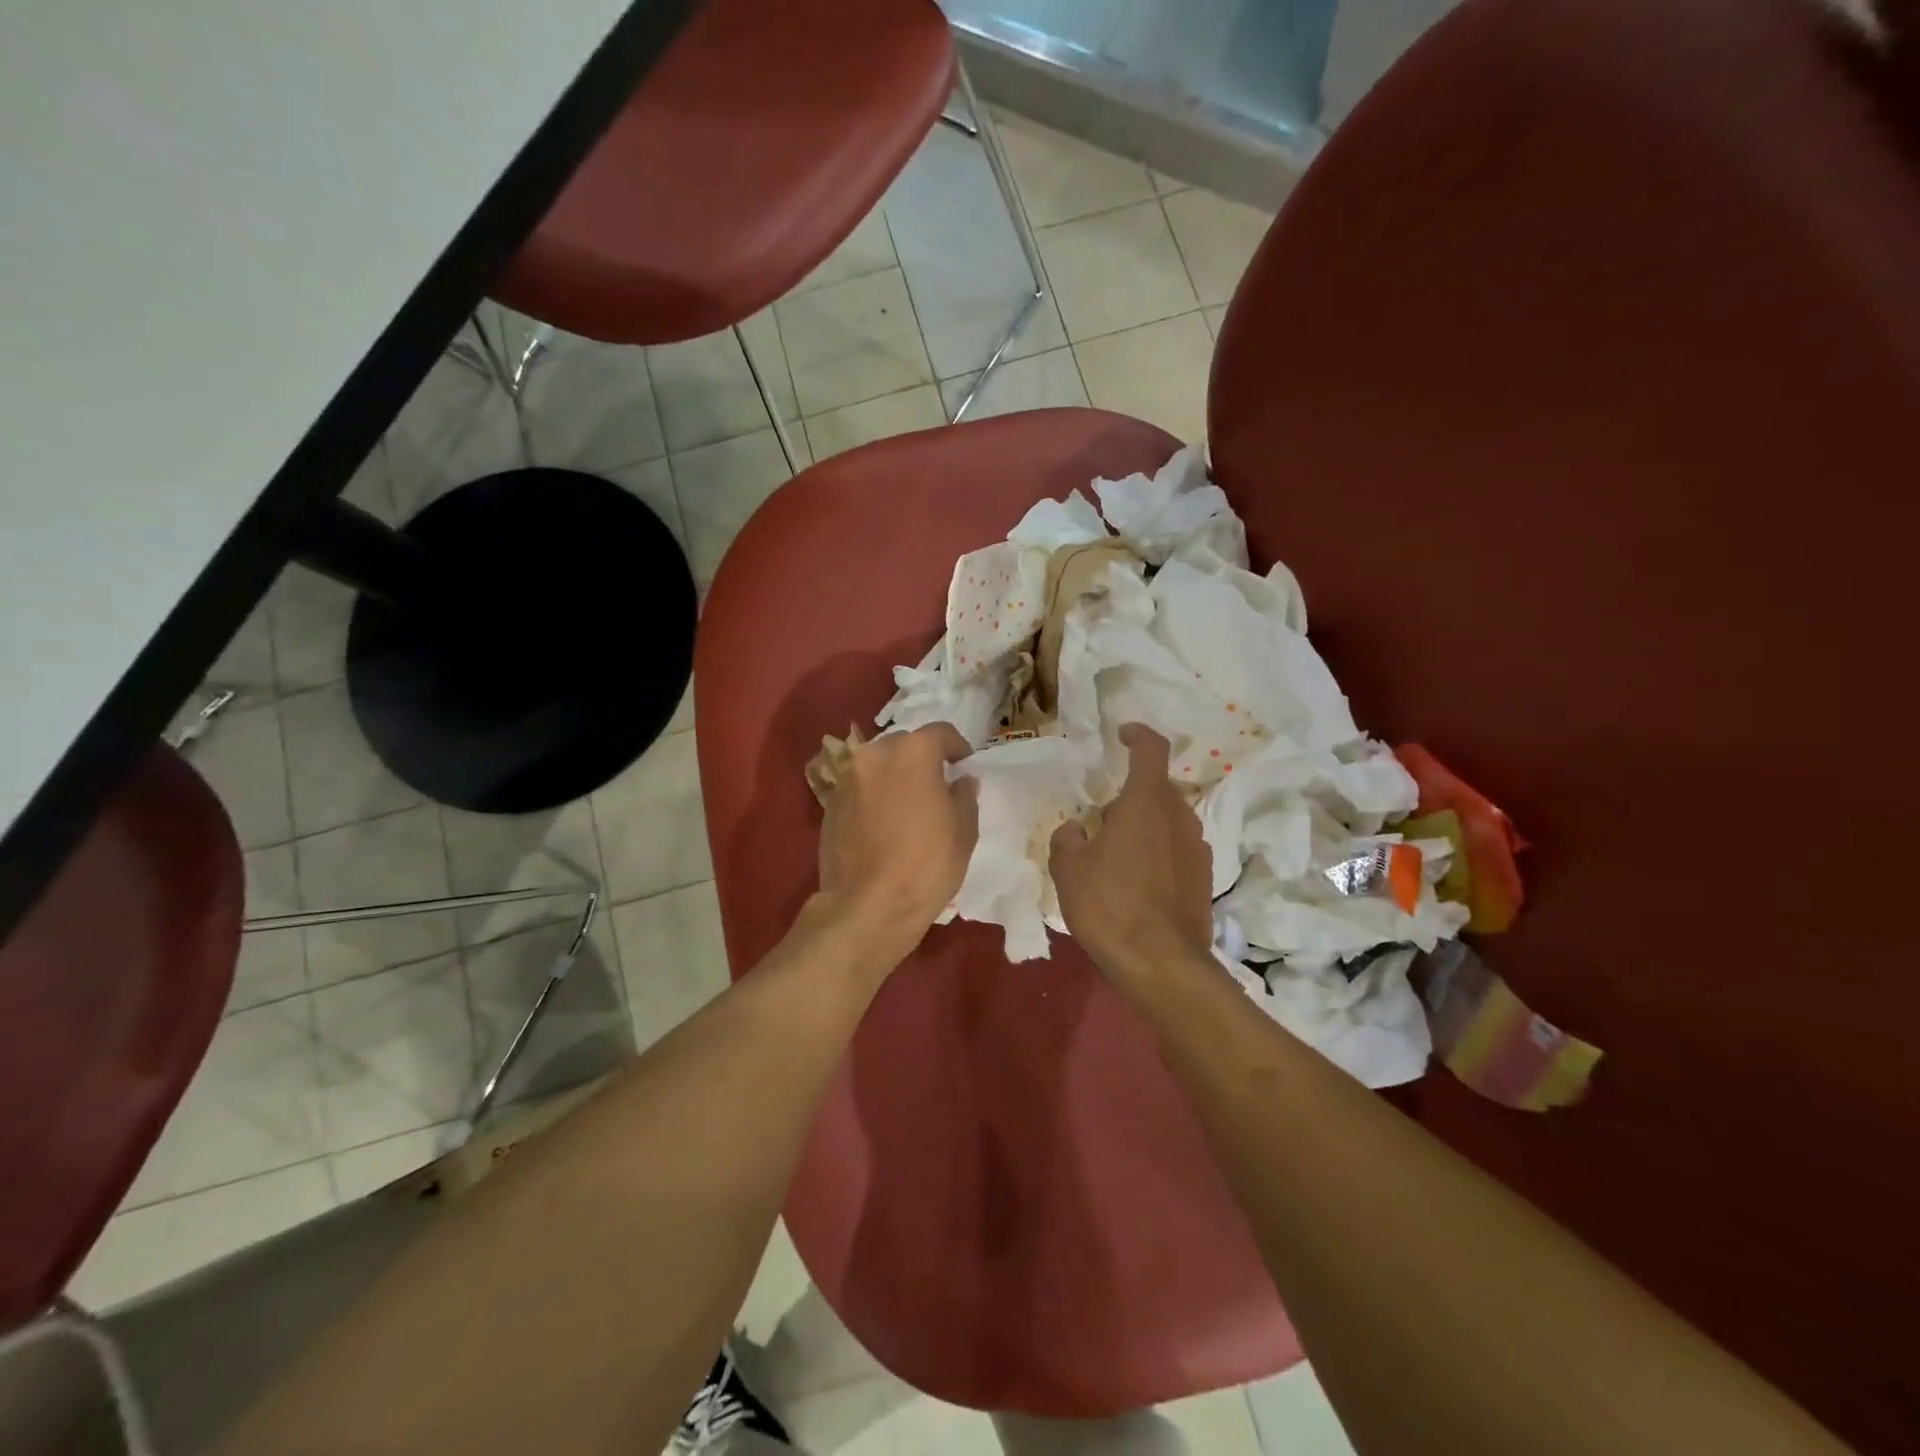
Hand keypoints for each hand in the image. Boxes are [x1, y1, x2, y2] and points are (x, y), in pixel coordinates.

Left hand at [816, 723, 978, 958]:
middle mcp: (874, 755)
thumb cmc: (926, 866)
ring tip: (907, 804)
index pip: (940, 732)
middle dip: (922, 757)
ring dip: (894, 775)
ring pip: (877, 764)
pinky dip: (874, 794)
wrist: (867, 907)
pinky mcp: (829, 805)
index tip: (963, 765)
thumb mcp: (963, 832)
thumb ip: (964, 796)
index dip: (957, 746)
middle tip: (936, 784)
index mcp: (912, 753)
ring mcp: (846, 779)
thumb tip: (962, 781)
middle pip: (904, 743)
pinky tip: (883, 823)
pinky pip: (859, 787)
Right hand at [1050, 724, 1213, 983]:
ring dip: (1144, 825)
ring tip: (1116, 855)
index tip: (1122, 735)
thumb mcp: (1068, 869)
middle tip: (1101, 820)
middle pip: (1157, 789)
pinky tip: (1136, 882)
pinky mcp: (1205, 878)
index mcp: (1146, 802)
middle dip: (1130, 795)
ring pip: (1168, 820)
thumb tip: (1075, 830)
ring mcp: (1198, 848)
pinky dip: (1157, 852)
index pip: (1151, 749)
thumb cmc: (1110, 905)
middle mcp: (1179, 816)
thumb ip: (1068, 839)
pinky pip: (1177, 849)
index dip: (1137, 735)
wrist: (1162, 964)